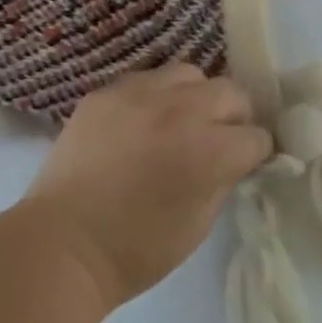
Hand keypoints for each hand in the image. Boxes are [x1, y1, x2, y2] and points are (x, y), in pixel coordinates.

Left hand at [23, 63, 272, 310]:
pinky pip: (144, 78)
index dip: (255, 153)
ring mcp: (137, 94)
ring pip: (187, 73)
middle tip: (219, 139)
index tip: (246, 163)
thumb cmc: (137, 248)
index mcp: (209, 151)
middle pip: (229, 91)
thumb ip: (223, 178)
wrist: (65, 241)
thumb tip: (234, 157)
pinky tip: (143, 120)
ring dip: (195, 96)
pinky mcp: (105, 91)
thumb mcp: (200, 222)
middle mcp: (179, 111)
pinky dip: (154, 96)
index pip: (256, 135)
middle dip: (233, 116)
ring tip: (181, 121)